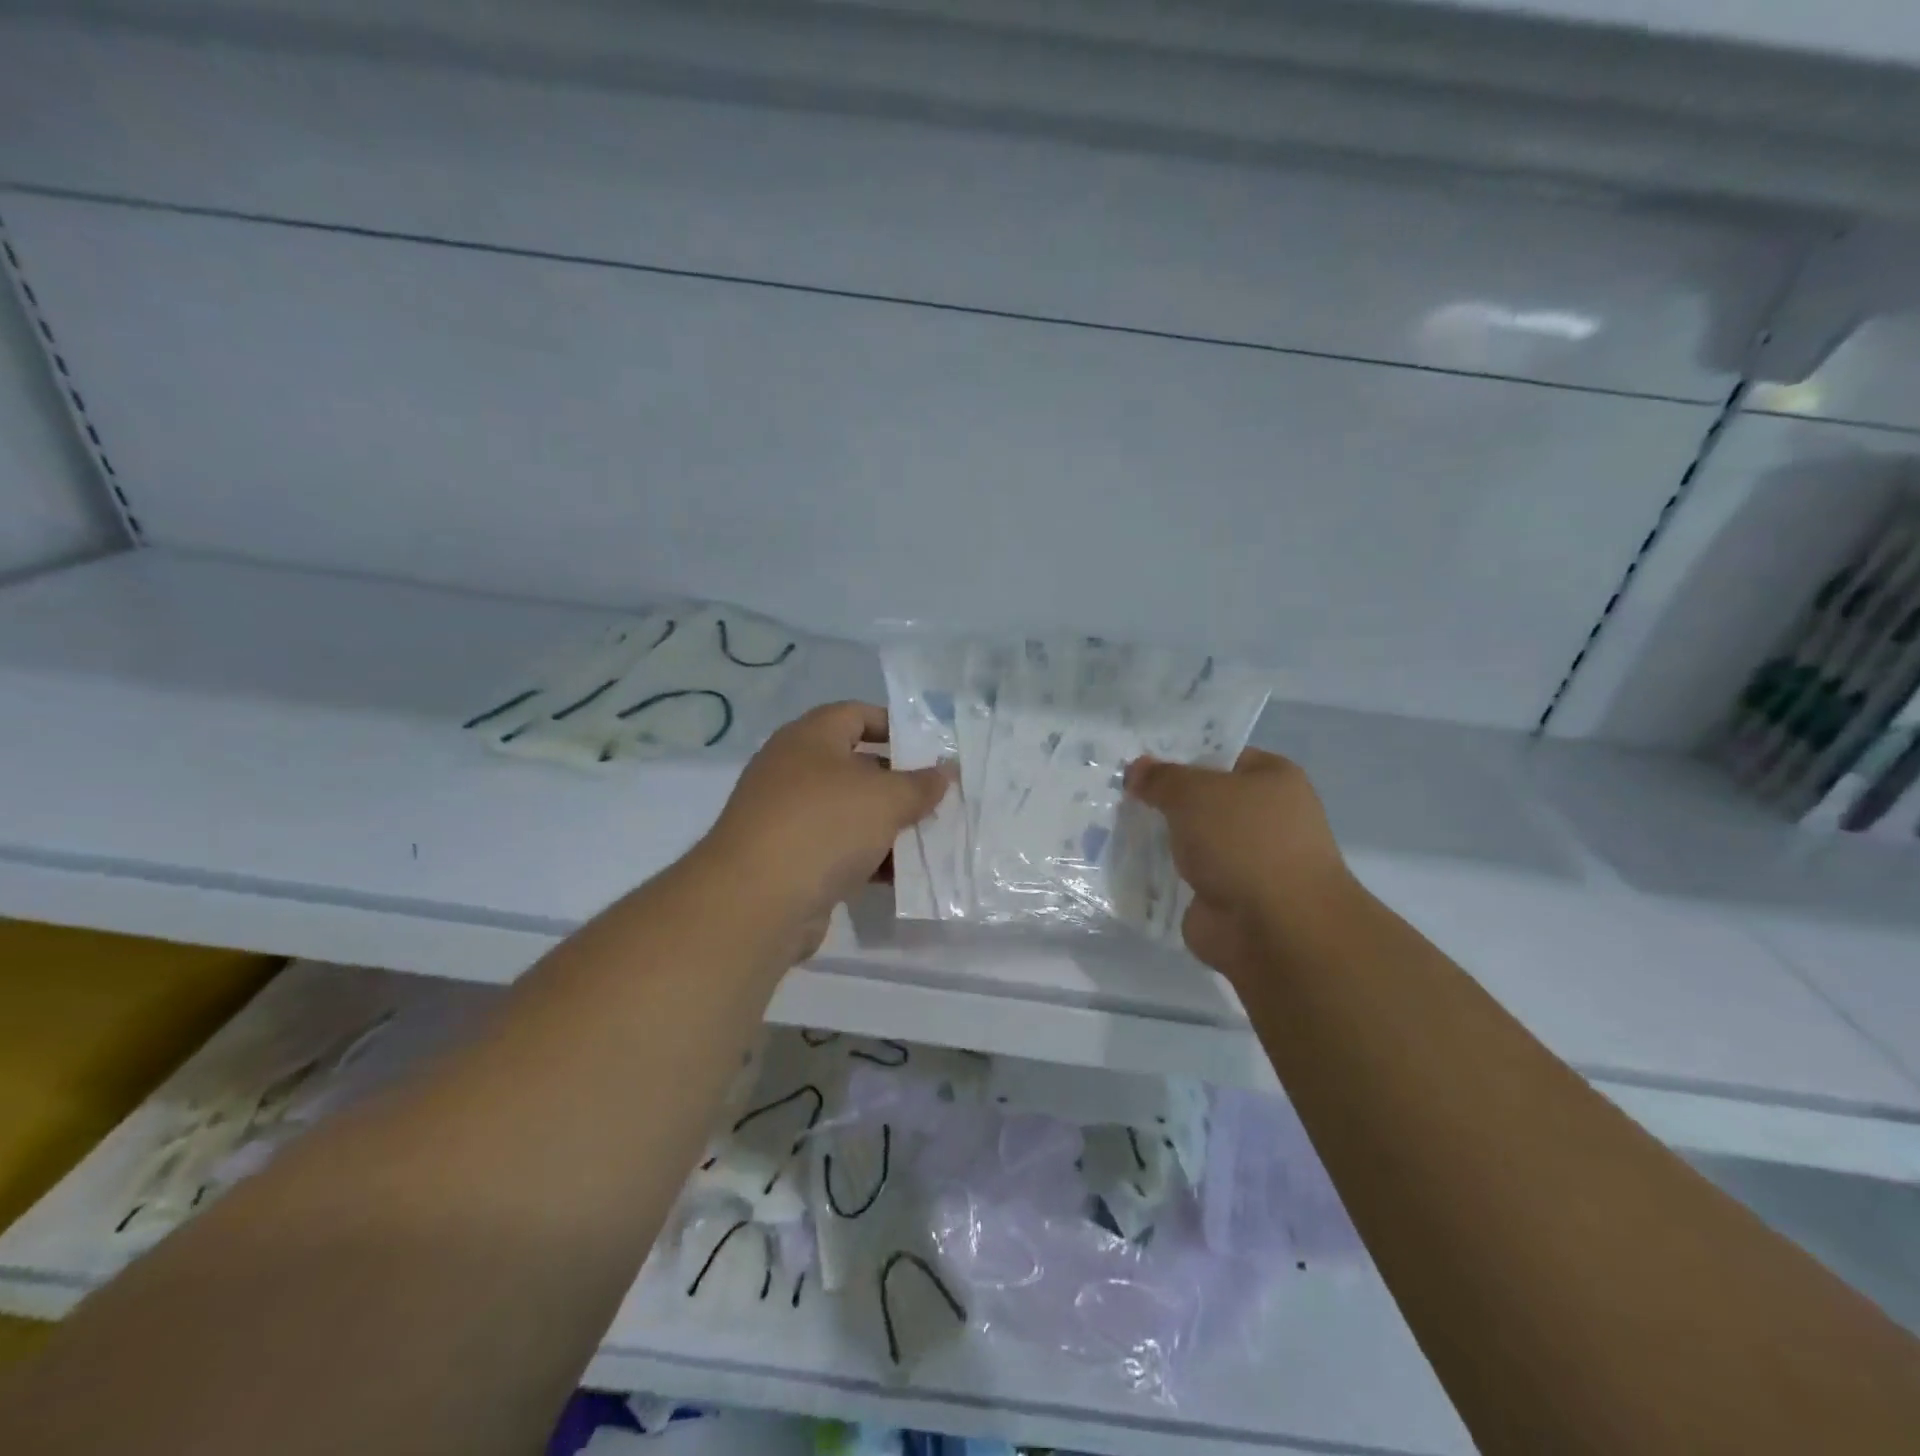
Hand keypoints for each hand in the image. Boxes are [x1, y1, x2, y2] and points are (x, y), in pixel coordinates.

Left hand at [700, 702, 952, 957]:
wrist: (756, 902)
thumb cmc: (824, 826)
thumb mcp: (886, 798)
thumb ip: (921, 784)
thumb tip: (946, 771)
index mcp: (810, 738)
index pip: (856, 714)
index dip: (895, 726)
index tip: (931, 748)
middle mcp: (794, 771)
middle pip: (857, 766)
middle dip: (900, 783)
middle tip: (940, 798)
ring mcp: (789, 818)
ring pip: (851, 813)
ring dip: (889, 826)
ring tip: (933, 839)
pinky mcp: (790, 861)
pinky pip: (839, 850)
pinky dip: (869, 859)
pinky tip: (904, 876)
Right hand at [1125, 748, 1356, 978]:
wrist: (1274, 929)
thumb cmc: (1243, 842)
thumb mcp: (1193, 793)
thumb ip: (1161, 778)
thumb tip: (1136, 769)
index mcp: (1273, 779)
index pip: (1221, 756)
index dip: (1180, 757)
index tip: (1140, 765)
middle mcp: (1266, 817)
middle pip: (1204, 800)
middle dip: (1165, 802)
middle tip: (1121, 797)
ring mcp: (1247, 861)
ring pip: (1193, 841)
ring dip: (1162, 840)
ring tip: (1117, 829)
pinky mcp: (1227, 897)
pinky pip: (1186, 877)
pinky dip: (1162, 876)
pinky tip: (1129, 866)